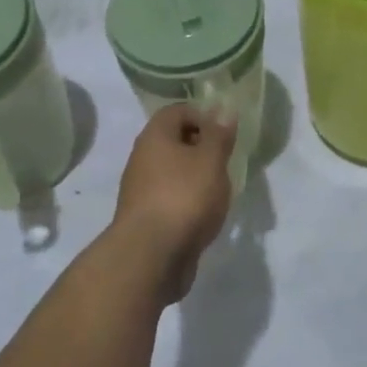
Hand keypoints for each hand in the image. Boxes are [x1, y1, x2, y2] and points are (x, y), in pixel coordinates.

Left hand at [114, 103, 235, 302]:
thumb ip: (219, 135)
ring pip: (173, 172)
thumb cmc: (184, 197)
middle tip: (225, 162)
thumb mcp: (211, 160)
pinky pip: (170, 198)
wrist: (151, 256)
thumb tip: (223, 109)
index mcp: (155, 136)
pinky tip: (205, 216)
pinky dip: (188, 202)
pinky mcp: (145, 218)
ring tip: (219, 191)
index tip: (225, 134)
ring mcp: (141, 190)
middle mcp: (143, 158)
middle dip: (202, 148)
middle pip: (174, 141)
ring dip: (196, 177)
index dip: (203, 115)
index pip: (177, 111)